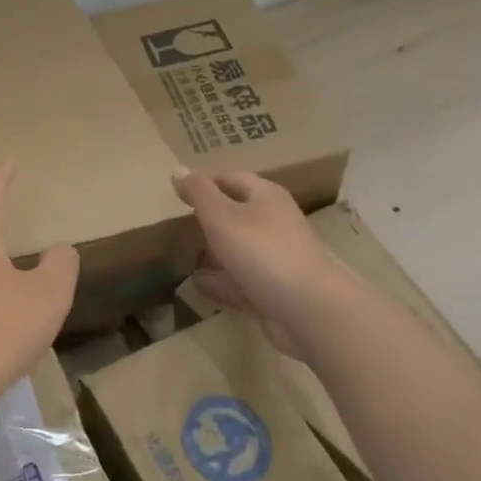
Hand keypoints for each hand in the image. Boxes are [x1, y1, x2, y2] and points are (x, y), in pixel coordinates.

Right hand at [172, 169, 347, 347]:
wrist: (308, 311)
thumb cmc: (262, 252)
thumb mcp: (222, 216)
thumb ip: (198, 192)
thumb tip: (179, 169)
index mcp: (265, 196)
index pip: (228, 177)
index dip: (201, 181)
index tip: (173, 191)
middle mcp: (273, 222)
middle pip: (234, 212)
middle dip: (205, 218)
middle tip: (171, 223)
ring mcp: (274, 257)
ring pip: (236, 248)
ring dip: (211, 251)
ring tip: (180, 254)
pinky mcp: (272, 288)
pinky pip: (239, 279)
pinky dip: (220, 281)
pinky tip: (198, 285)